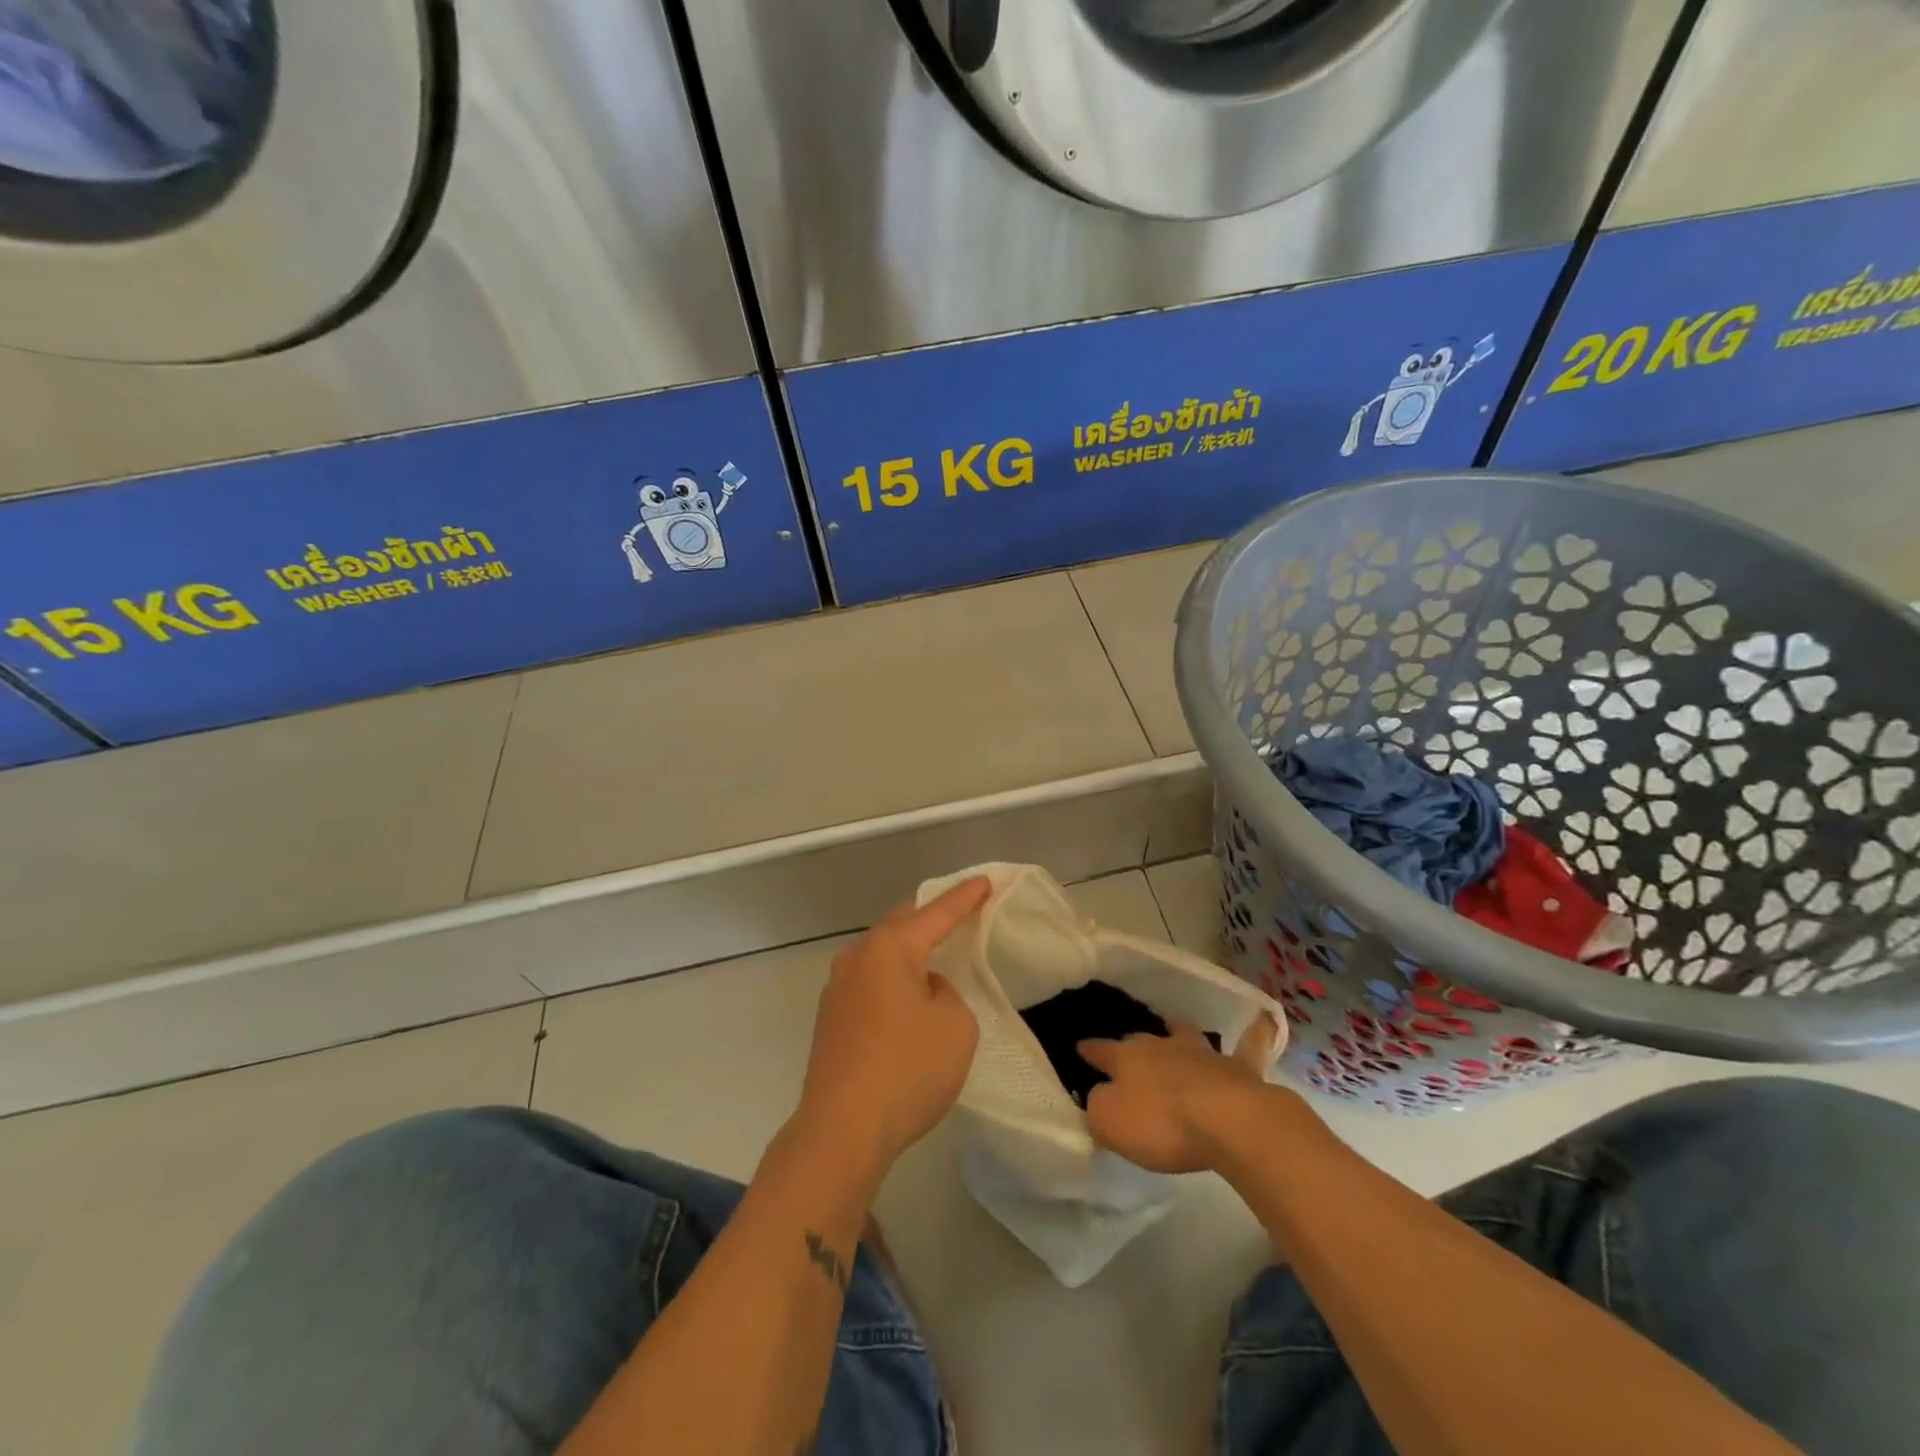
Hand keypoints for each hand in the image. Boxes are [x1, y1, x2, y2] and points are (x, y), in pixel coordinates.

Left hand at [793, 879, 990, 1178]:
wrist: (841, 1130)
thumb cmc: (907, 1070)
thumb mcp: (955, 1025)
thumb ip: (947, 993)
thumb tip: (924, 990)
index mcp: (890, 948)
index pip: (936, 912)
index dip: (965, 897)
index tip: (985, 881)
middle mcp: (858, 956)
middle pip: (901, 924)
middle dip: (931, 916)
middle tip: (960, 913)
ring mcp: (838, 987)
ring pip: (881, 952)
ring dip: (909, 949)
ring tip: (936, 952)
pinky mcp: (830, 1017)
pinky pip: (870, 980)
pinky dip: (894, 977)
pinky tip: (907, 995)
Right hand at [1079, 1016, 1280, 1173]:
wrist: (1228, 1122)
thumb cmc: (1161, 1124)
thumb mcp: (1110, 1123)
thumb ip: (1098, 1107)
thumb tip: (1098, 1097)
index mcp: (1127, 1058)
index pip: (1100, 1051)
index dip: (1089, 1051)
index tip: (1079, 1047)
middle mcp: (1162, 1046)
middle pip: (1142, 1040)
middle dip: (1132, 1043)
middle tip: (1127, 1047)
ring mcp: (1203, 1054)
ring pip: (1186, 1034)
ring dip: (1179, 1032)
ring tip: (1175, 1029)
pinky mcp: (1240, 1069)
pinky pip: (1250, 1045)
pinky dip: (1255, 1033)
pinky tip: (1264, 1020)